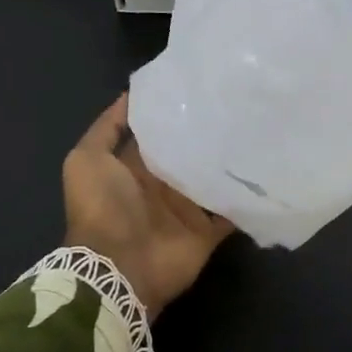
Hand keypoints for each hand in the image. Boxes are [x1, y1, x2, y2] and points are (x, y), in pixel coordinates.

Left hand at [63, 95, 234, 317]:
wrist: (119, 266)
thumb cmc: (101, 208)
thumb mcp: (86, 159)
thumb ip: (108, 127)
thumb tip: (131, 94)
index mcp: (134, 167)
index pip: (157, 133)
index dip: (172, 111)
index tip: (198, 84)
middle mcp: (161, 184)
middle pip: (187, 153)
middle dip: (206, 131)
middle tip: (236, 99)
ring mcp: (185, 208)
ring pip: (211, 177)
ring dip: (228, 159)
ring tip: (256, 126)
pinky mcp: (206, 230)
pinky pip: (230, 209)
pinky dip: (244, 196)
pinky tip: (264, 167)